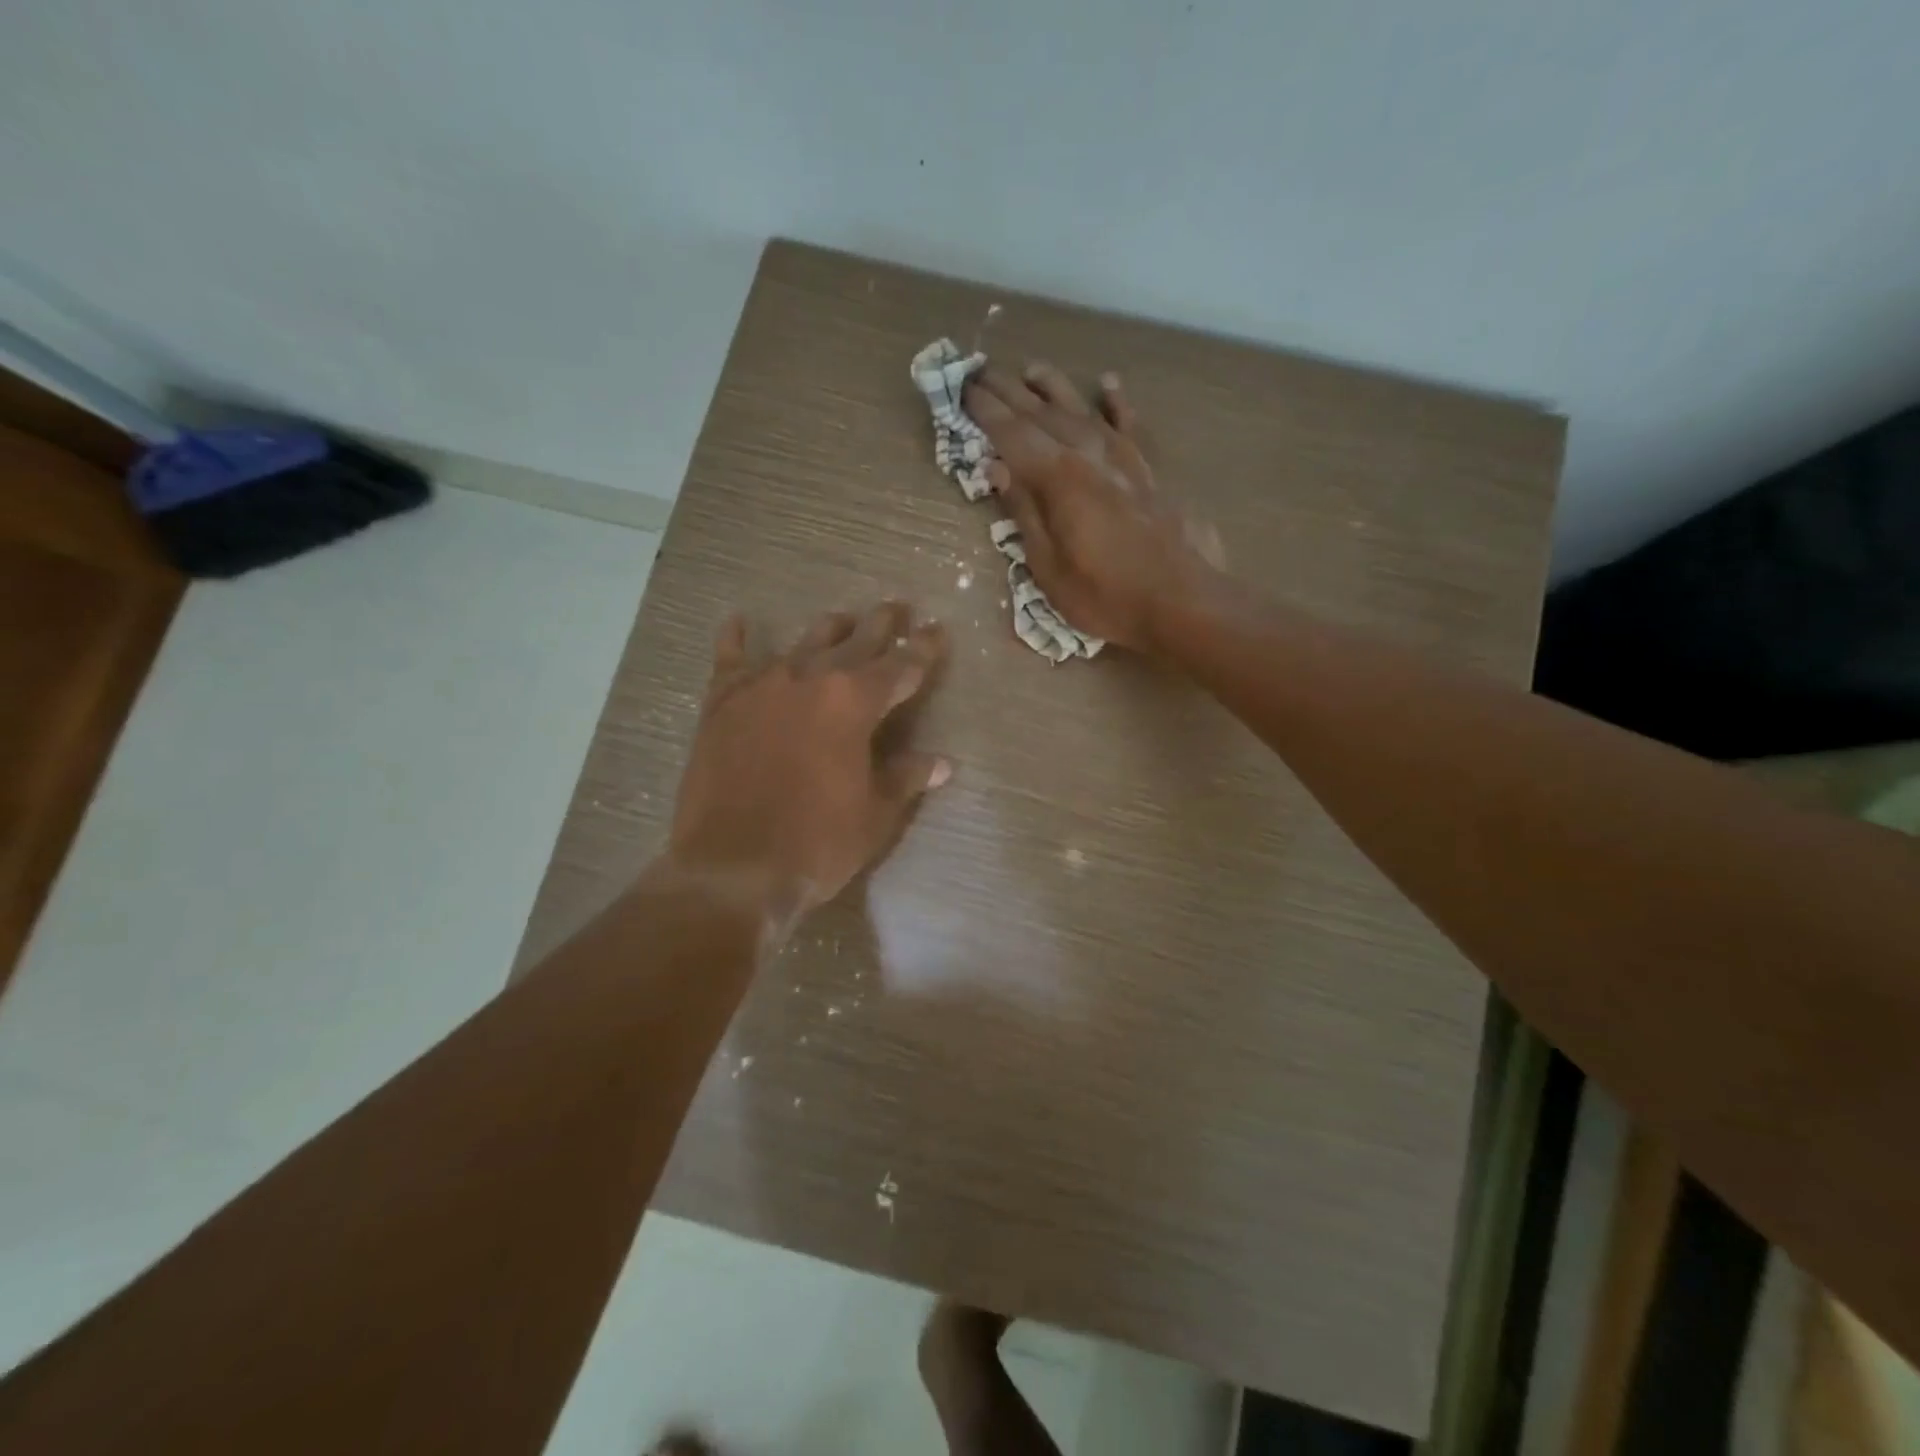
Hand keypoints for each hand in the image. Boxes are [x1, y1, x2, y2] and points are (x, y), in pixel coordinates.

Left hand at [664, 601, 949, 924]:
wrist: (732, 867)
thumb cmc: (817, 842)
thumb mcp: (875, 814)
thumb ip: (906, 778)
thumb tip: (942, 763)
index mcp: (856, 702)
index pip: (902, 666)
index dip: (924, 649)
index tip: (937, 630)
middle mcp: (812, 678)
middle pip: (855, 641)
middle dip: (881, 625)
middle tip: (896, 607)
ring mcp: (763, 686)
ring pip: (803, 643)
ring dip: (829, 629)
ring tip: (842, 617)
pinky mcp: (722, 703)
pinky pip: (730, 660)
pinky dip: (736, 639)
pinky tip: (739, 620)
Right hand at [964, 363, 1223, 652]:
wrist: (1183, 602)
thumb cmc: (1106, 596)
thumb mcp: (1048, 568)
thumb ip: (1024, 512)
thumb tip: (996, 468)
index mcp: (1058, 479)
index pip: (1011, 434)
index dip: (984, 411)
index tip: (962, 388)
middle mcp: (1089, 455)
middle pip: (1041, 414)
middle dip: (1008, 391)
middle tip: (982, 371)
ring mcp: (1124, 459)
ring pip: (1082, 411)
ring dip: (1055, 388)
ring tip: (1032, 370)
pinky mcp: (1150, 471)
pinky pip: (1131, 425)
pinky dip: (1118, 403)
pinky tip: (1108, 384)